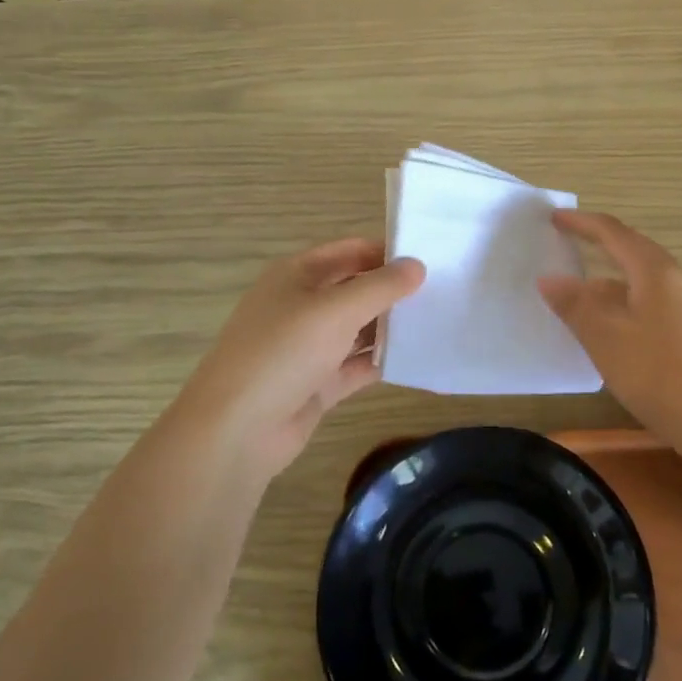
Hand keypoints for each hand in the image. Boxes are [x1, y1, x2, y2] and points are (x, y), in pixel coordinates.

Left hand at [171, 239, 424, 478]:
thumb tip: (418, 265)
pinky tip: (416, 359)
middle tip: (444, 292)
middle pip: (355, 289)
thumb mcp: (335, 310)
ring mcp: (309, 346)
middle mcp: (302, 305)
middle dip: (393, 291)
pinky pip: (356, 365)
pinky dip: (381, 362)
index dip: (387, 253)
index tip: (431, 259)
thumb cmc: (283, 352)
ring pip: (358, 328)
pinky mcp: (317, 383)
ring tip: (439, 323)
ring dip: (390, 327)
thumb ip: (381, 287)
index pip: (350, 251)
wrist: (237, 429)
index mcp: (297, 275)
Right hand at [539, 211, 681, 449]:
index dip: (583, 223)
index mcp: (656, 273)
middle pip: (635, 256)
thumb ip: (576, 306)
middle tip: (570, 253)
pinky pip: (658, 310)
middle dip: (601, 252)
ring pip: (646, 287)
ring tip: (585, 303)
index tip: (556, 217)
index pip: (615, 234)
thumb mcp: (606, 339)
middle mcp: (680, 283)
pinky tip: (620, 337)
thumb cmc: (660, 375)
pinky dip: (631, 310)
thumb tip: (550, 278)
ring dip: (614, 287)